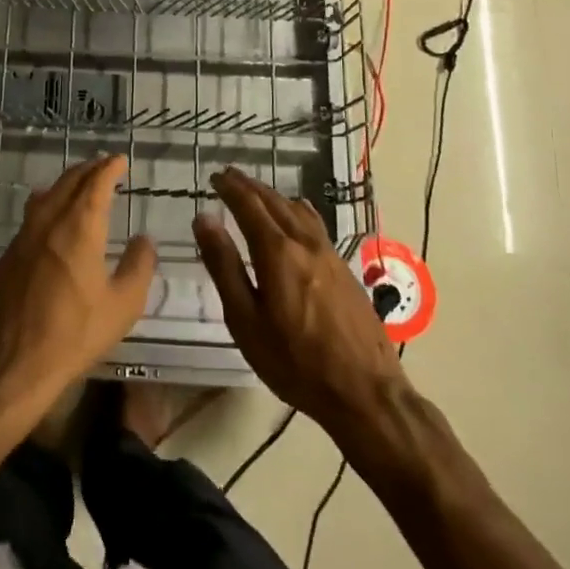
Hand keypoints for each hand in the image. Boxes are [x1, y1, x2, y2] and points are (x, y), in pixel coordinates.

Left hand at [0, 155, 156, 430]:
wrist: (13, 361)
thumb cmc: (75, 334)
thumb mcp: (123, 305)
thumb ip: (138, 266)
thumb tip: (144, 239)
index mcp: (80, 227)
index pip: (95, 183)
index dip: (109, 167)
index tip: (119, 160)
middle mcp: (49, 222)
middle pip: (68, 182)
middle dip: (88, 170)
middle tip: (104, 167)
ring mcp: (23, 237)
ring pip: (46, 196)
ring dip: (66, 184)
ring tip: (79, 185)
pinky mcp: (8, 255)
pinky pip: (31, 217)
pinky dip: (47, 205)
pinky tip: (51, 218)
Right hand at [193, 167, 409, 435]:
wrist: (365, 392)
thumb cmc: (295, 362)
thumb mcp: (246, 320)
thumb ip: (224, 266)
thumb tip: (204, 219)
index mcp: (277, 253)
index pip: (249, 206)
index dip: (231, 188)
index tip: (215, 177)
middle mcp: (305, 244)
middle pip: (275, 203)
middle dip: (250, 186)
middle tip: (230, 176)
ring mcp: (330, 255)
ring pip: (298, 211)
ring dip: (274, 196)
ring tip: (257, 191)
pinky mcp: (345, 270)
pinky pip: (315, 225)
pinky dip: (296, 210)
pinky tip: (297, 215)